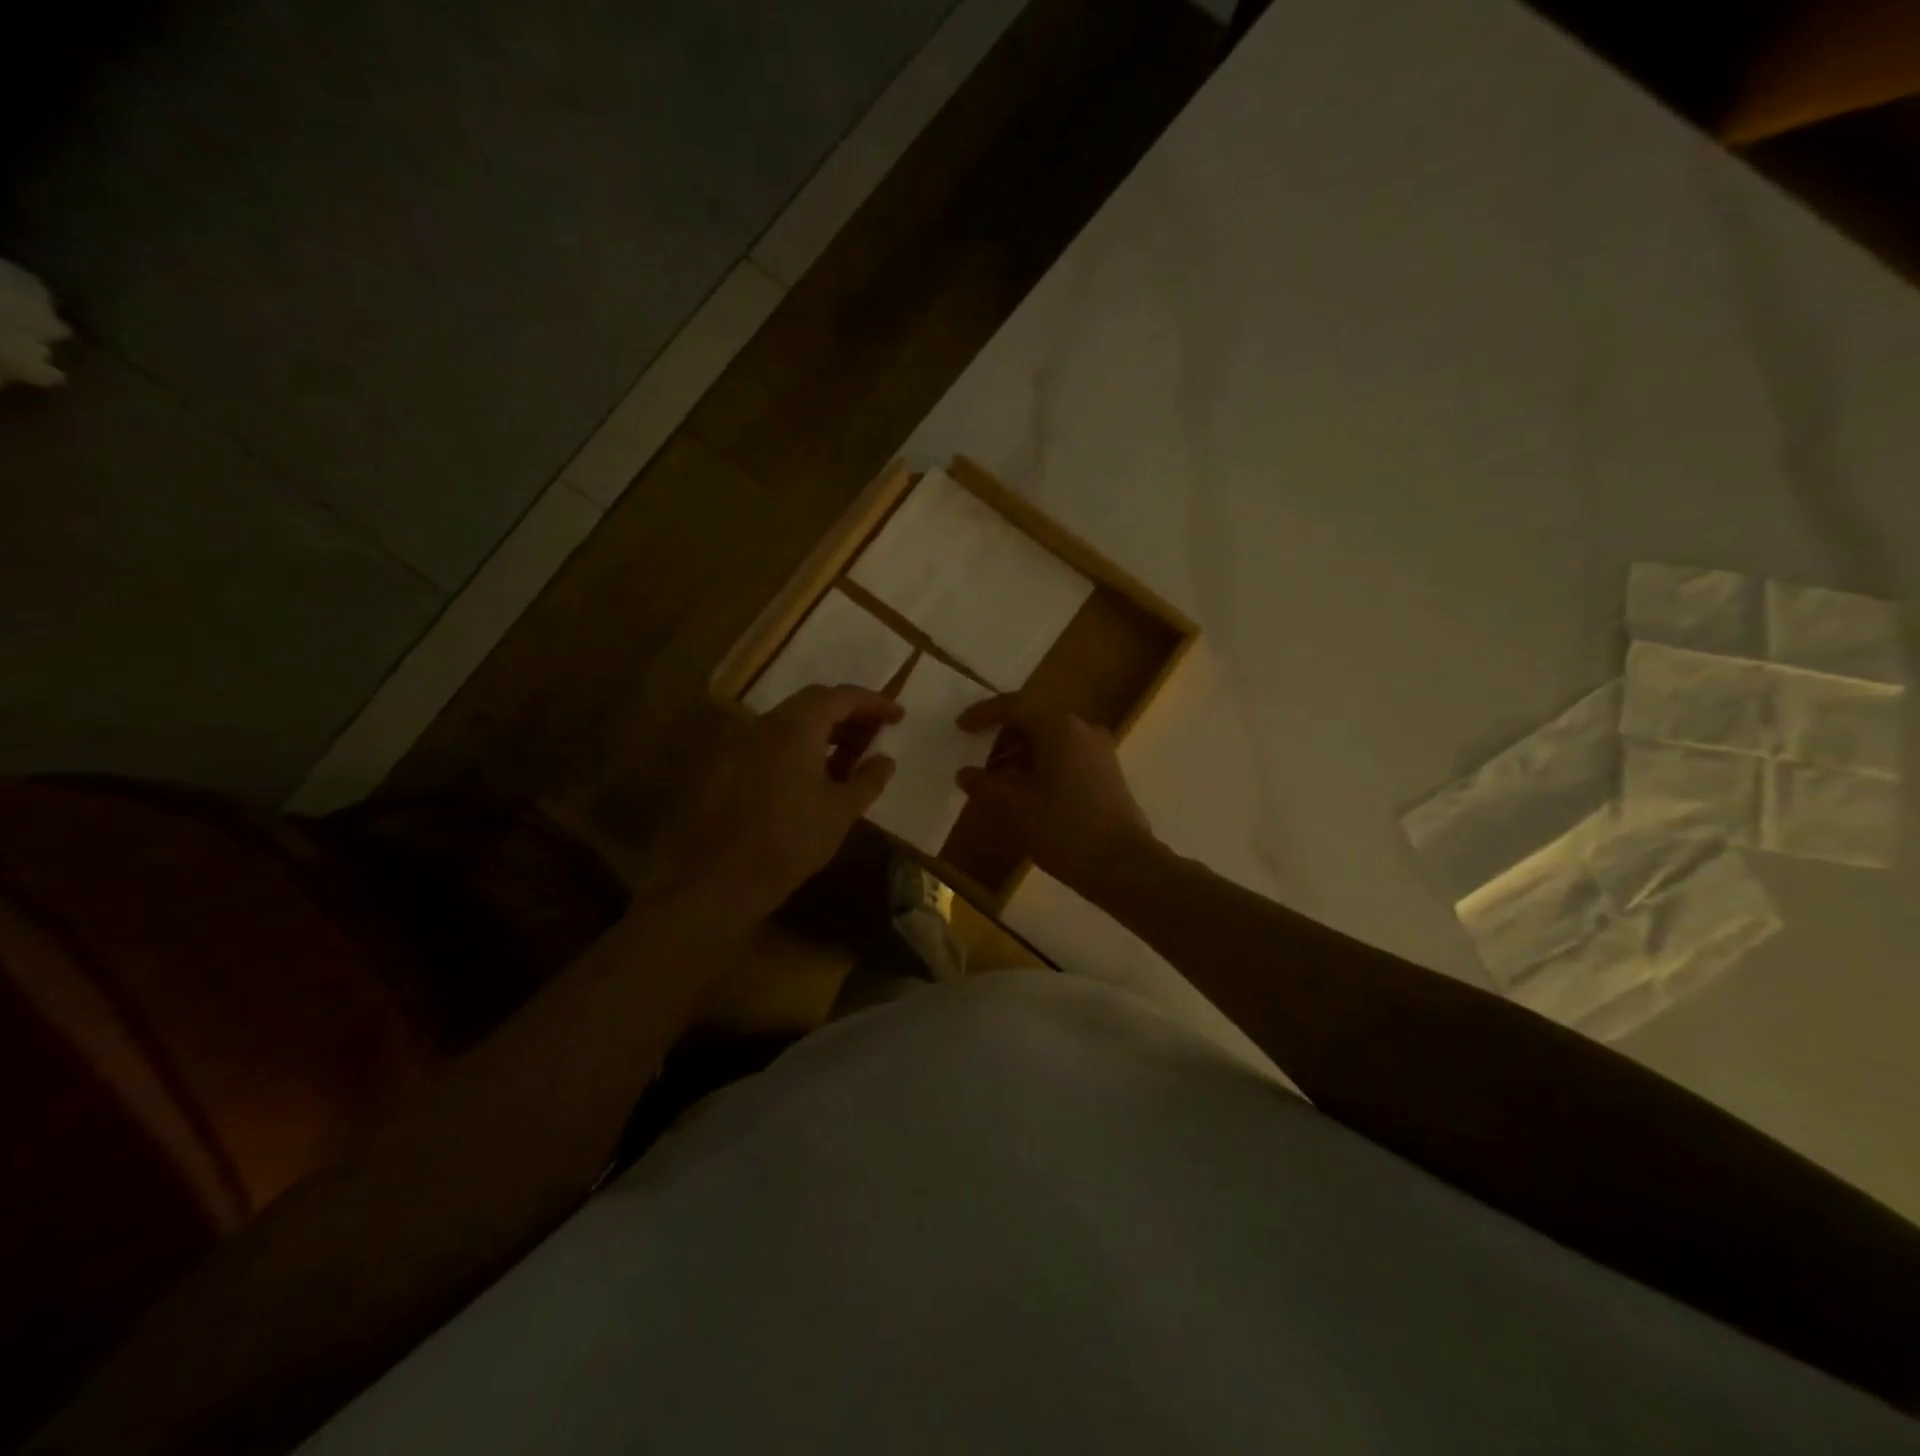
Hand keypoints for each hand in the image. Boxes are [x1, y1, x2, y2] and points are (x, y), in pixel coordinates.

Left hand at [670, 685, 901, 921]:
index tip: (897, 716)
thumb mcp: (840, 813)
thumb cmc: (788, 842)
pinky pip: (767, 744)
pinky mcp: (722, 767)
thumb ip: (867, 780)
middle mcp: (762, 724)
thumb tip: (885, 760)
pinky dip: (796, 749)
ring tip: (846, 762)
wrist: (714, 880)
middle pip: (812, 704)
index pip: (840, 697)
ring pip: (787, 724)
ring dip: (821, 734)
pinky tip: (808, 780)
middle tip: (874, 737)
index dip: (873, 703)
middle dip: (848, 716)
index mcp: (794, 727)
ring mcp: (737, 744)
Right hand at [954, 694, 1161, 899]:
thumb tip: (966, 774)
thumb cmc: (1063, 829)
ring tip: (997, 782)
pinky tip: (1026, 793)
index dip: (983, 714)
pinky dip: (1041, 765)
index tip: (961, 727)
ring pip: (1051, 740)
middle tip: (978, 759)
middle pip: (1034, 720)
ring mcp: (1099, 751)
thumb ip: (984, 785)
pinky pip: (1066, 756)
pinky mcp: (1107, 773)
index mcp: (1058, 728)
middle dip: (1003, 737)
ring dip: (1021, 754)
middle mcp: (1082, 730)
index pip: (1014, 706)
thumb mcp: (1013, 808)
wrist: (1122, 865)